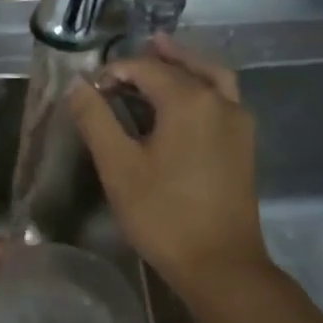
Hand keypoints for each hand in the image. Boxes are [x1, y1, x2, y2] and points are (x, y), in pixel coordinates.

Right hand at [67, 34, 268, 298]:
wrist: (219, 263)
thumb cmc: (163, 215)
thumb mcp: (119, 167)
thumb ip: (97, 121)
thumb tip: (78, 86)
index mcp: (189, 100)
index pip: (146, 68)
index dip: (115, 72)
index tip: (90, 91)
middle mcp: (220, 100)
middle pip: (185, 64)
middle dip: (153, 60)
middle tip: (123, 64)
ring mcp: (239, 122)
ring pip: (212, 77)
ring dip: (184, 65)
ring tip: (161, 60)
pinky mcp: (244, 144)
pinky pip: (222, 98)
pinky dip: (202, 86)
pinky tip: (183, 105)